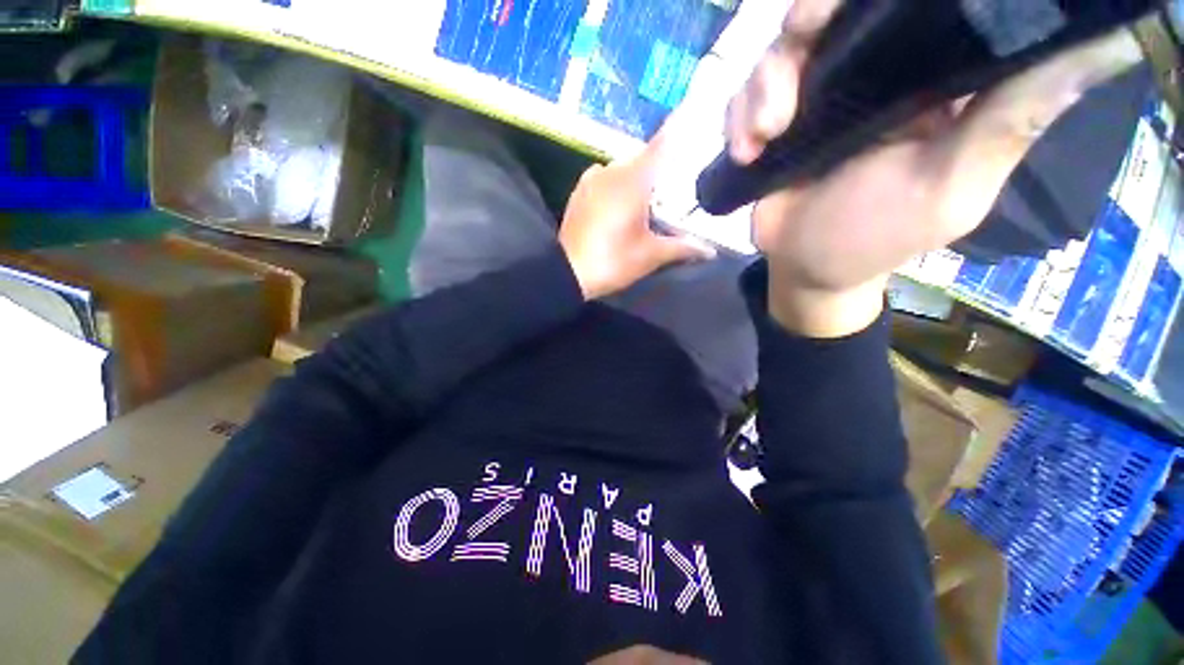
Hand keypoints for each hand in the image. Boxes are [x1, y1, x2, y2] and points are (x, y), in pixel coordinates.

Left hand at [559, 134, 715, 299]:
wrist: (567, 273)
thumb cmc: (612, 261)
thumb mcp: (650, 256)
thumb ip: (682, 248)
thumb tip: (710, 251)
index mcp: (633, 179)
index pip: (662, 144)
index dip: (679, 129)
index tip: (693, 114)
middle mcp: (611, 169)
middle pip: (642, 159)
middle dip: (657, 171)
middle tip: (671, 191)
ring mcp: (590, 180)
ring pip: (621, 170)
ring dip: (635, 181)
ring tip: (645, 204)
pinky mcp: (578, 193)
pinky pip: (603, 180)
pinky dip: (615, 187)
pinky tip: (619, 208)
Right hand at [731, 0, 1143, 336]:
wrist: (805, 268)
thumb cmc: (874, 237)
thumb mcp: (950, 188)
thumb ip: (1008, 122)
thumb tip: (1098, 44)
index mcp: (926, 78)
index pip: (909, 6)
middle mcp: (870, 76)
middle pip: (833, 14)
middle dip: (807, 19)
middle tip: (798, 36)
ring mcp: (815, 99)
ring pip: (780, 52)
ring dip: (762, 87)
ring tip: (762, 136)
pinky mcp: (773, 126)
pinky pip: (745, 97)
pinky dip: (738, 118)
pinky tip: (745, 151)